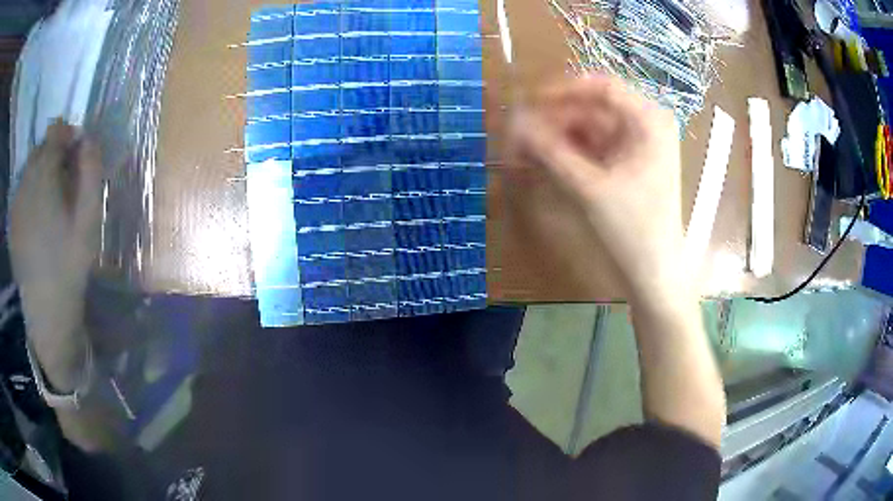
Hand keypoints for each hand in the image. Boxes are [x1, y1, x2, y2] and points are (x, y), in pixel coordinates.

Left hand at [9, 121, 102, 390]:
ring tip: (50, 195)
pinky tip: (37, 212)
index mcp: (45, 176)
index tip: (77, 149)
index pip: (55, 132)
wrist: (46, 309)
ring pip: (29, 167)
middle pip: (40, 148)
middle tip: (65, 176)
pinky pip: (21, 189)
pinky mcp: (12, 220)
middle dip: (53, 152)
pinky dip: (30, 189)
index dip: (67, 134)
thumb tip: (89, 140)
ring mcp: (16, 202)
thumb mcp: (90, 219)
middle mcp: (27, 181)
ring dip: (41, 170)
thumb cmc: (70, 264)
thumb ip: (91, 173)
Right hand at [510, 74, 687, 303]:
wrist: (654, 272)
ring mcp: (636, 144)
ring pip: (588, 127)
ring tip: (525, 150)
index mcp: (649, 121)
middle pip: (592, 108)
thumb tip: (512, 122)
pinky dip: (569, 151)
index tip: (528, 102)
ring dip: (557, 136)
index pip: (602, 87)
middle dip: (555, 119)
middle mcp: (645, 125)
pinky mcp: (626, 162)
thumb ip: (550, 152)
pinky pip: (593, 146)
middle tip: (519, 134)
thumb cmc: (633, 229)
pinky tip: (544, 160)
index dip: (563, 90)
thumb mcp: (590, 188)